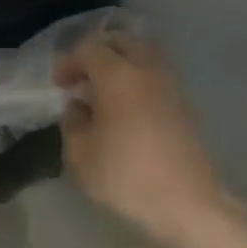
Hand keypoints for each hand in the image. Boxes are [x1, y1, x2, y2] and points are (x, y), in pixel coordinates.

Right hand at [56, 31, 225, 243]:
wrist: (187, 205)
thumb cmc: (125, 177)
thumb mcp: (79, 154)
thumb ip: (72, 122)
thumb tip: (79, 106)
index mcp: (119, 75)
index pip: (90, 49)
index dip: (70, 62)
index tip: (59, 85)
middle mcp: (149, 71)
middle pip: (124, 42)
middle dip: (99, 53)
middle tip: (83, 78)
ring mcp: (173, 88)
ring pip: (145, 58)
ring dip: (122, 66)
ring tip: (104, 95)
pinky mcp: (186, 108)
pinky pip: (157, 79)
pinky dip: (139, 83)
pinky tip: (126, 112)